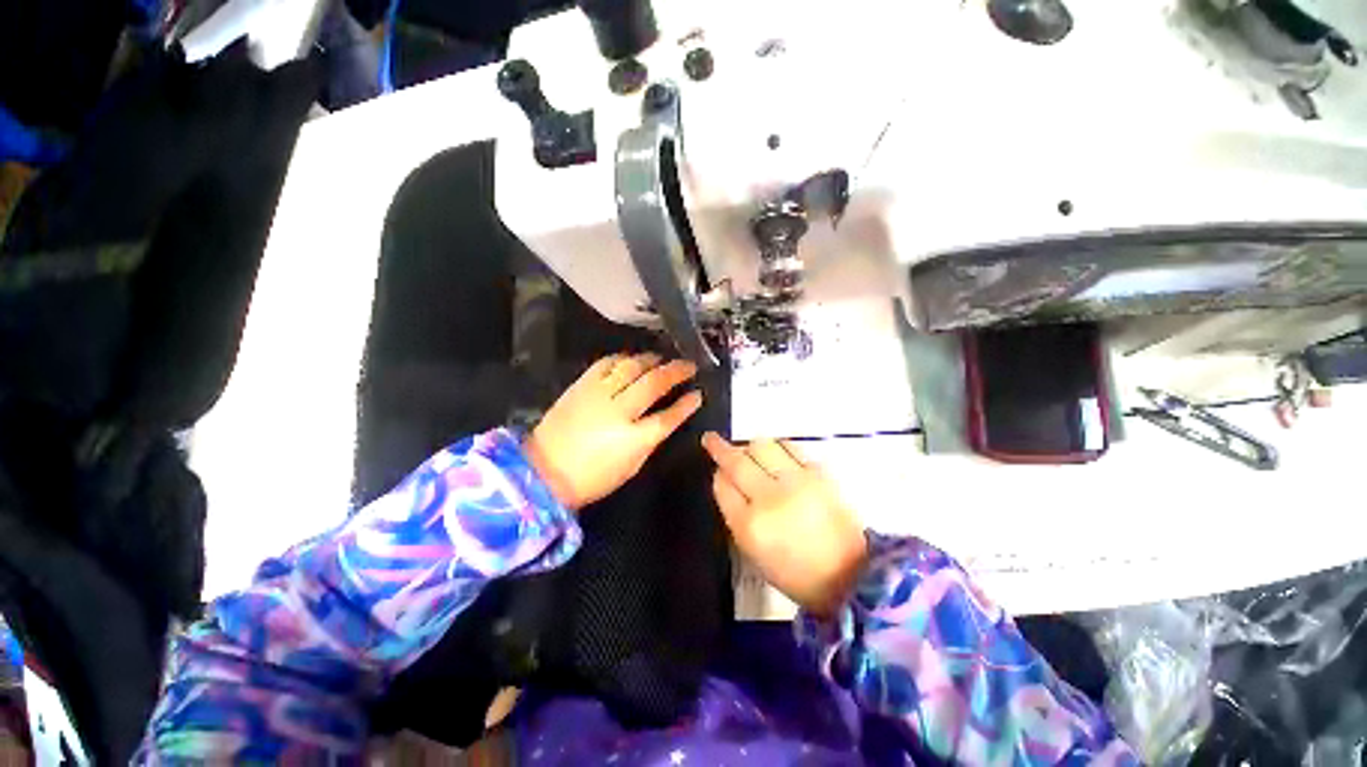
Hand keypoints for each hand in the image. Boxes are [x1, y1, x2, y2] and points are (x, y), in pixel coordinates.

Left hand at [526, 354, 702, 510]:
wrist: (543, 471)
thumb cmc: (592, 478)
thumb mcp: (630, 467)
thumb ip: (650, 440)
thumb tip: (664, 420)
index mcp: (633, 439)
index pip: (668, 417)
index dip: (686, 405)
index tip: (698, 394)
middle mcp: (619, 412)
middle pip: (654, 384)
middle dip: (676, 372)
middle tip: (688, 365)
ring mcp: (598, 395)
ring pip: (631, 367)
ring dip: (651, 360)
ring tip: (662, 358)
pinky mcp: (581, 386)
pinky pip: (606, 364)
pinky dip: (622, 359)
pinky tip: (631, 359)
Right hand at [702, 433, 867, 618]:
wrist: (851, 574)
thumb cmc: (797, 573)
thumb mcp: (754, 554)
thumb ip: (736, 516)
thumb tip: (727, 483)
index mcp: (749, 526)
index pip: (722, 486)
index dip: (717, 476)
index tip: (718, 472)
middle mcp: (768, 498)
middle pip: (736, 461)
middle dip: (719, 448)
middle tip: (711, 439)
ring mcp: (795, 481)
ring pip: (761, 446)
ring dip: (750, 446)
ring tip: (751, 452)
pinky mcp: (817, 472)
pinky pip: (790, 446)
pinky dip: (779, 446)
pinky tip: (777, 452)